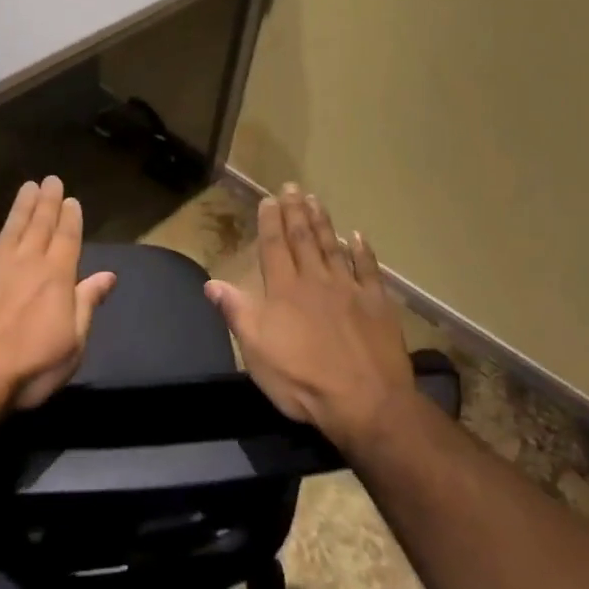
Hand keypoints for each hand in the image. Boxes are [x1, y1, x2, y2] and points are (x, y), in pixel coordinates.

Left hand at [0, 176, 117, 420]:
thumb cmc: (28, 369)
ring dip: (21, 206)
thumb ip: (87, 304)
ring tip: (28, 186)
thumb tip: (109, 275)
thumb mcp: (72, 345)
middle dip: (48, 201)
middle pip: (40, 225)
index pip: (68, 238)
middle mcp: (26, 263)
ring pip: (11, 227)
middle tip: (52, 179)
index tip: (72, 199)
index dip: (71, 217)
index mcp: (56, 278)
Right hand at [205, 184, 413, 454]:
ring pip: (332, 247)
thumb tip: (212, 282)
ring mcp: (349, 289)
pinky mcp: (377, 303)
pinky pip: (369, 269)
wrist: (366, 401)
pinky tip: (358, 236)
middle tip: (292, 187)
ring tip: (315, 200)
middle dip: (295, 212)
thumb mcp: (257, 351)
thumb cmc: (302, 380)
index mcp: (284, 290)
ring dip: (323, 222)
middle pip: (303, 239)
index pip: (274, 247)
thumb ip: (237, 313)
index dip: (270, 222)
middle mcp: (315, 280)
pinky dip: (363, 251)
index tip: (269, 199)